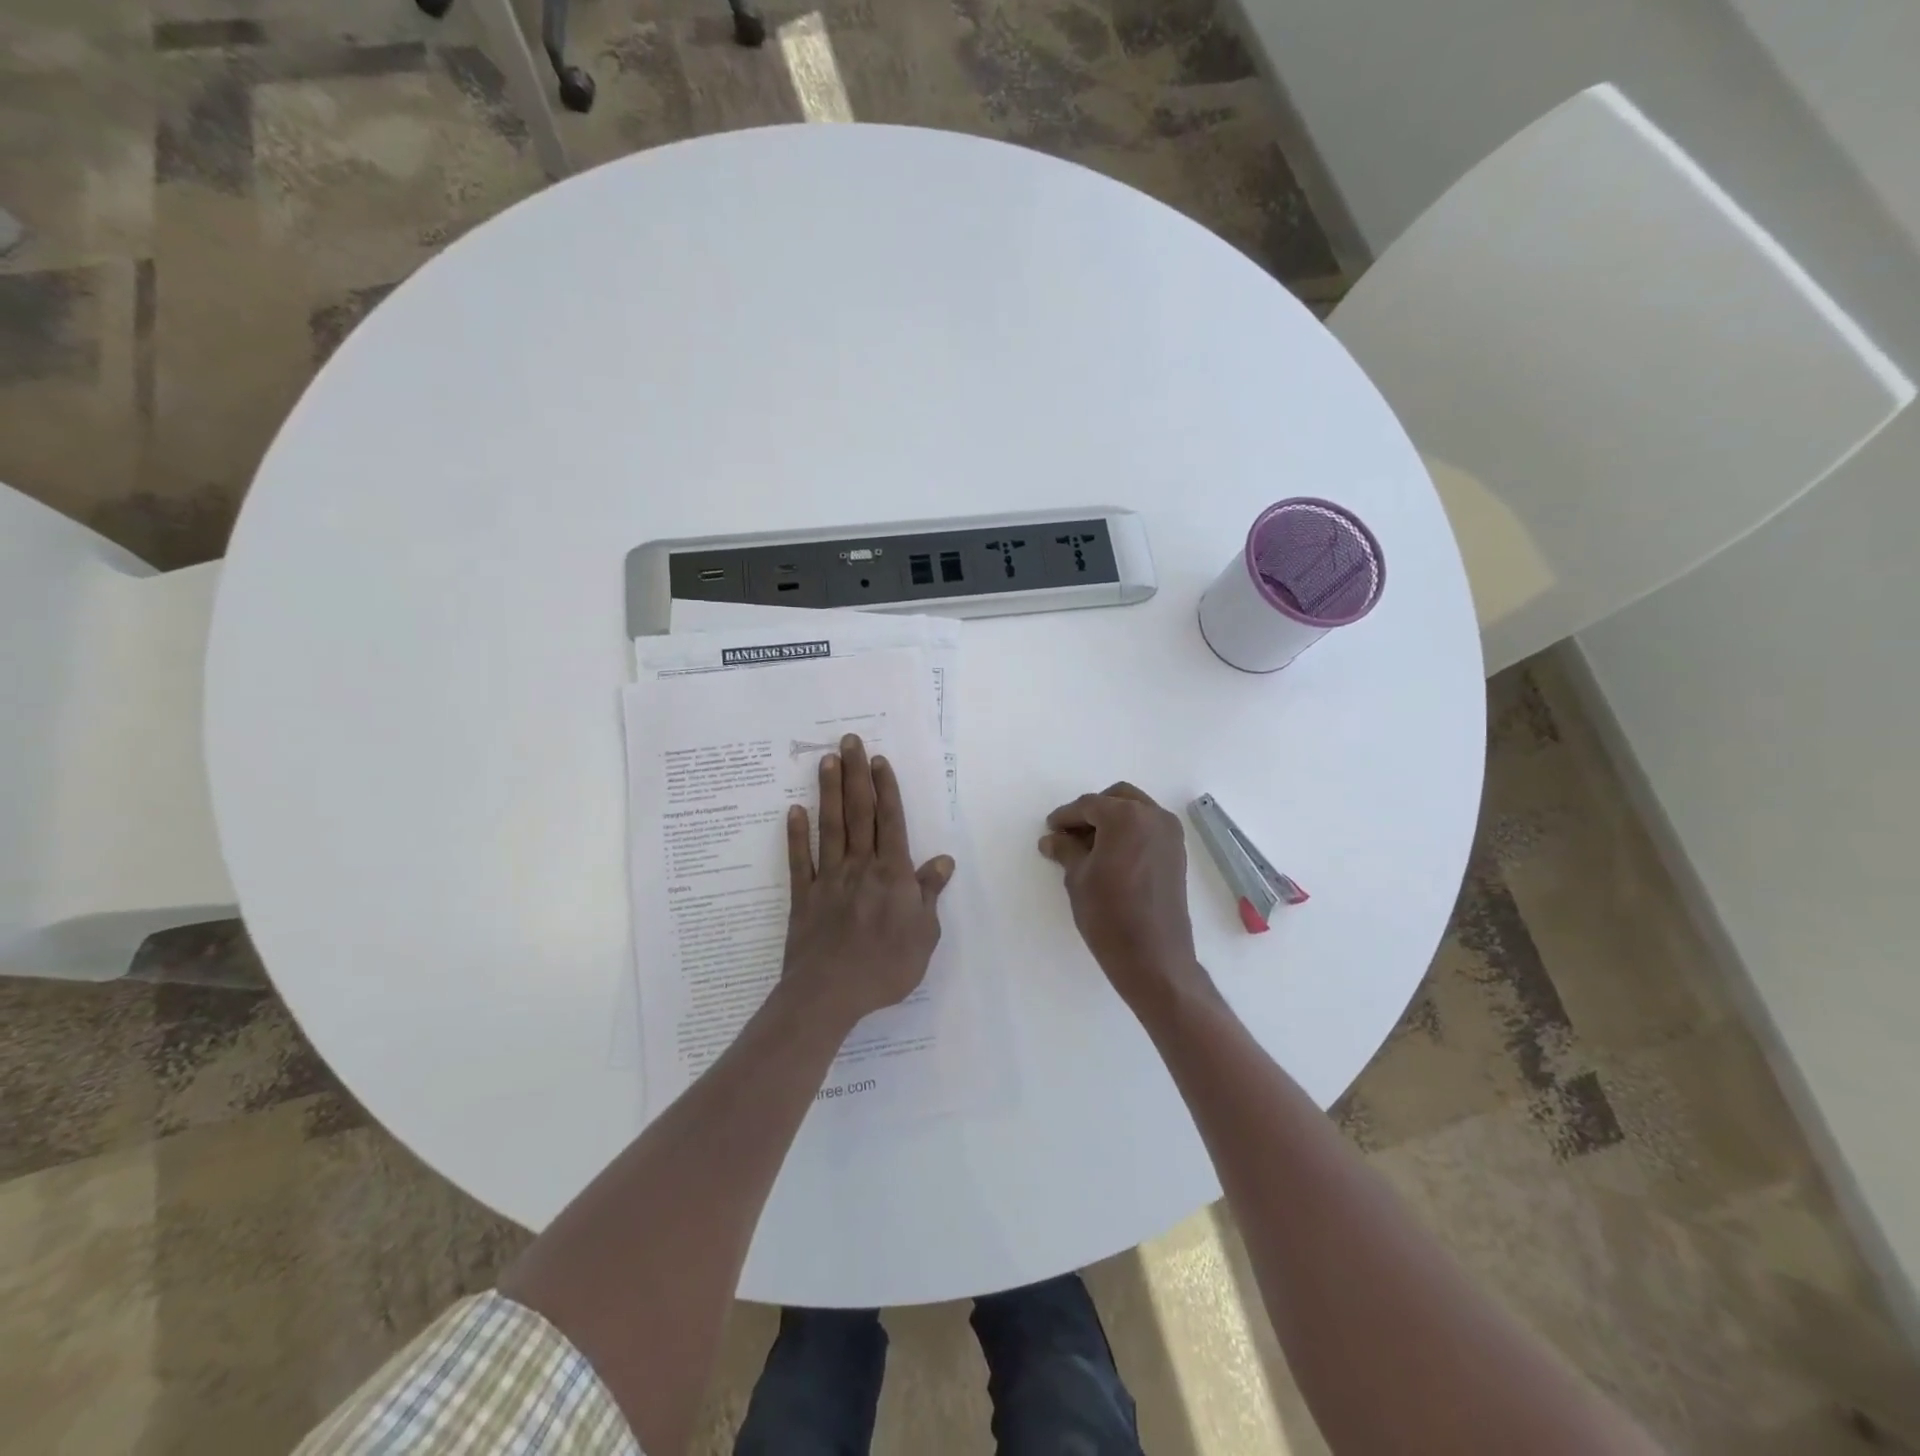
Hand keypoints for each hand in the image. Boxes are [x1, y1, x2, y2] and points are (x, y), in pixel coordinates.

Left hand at [782, 733, 954, 1026]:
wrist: (830, 994)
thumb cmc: (886, 967)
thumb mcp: (924, 935)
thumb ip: (929, 893)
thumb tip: (943, 860)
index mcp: (892, 874)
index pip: (890, 821)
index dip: (885, 788)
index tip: (878, 760)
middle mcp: (860, 866)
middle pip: (859, 813)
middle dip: (856, 774)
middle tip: (849, 740)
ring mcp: (828, 878)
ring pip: (830, 827)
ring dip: (828, 792)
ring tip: (826, 761)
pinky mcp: (803, 896)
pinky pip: (798, 860)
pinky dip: (795, 835)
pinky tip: (793, 811)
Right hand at [1039, 782, 1207, 1013]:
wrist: (1153, 957)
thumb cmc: (1109, 914)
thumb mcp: (1078, 878)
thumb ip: (1065, 850)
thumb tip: (1052, 839)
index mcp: (1126, 816)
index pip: (1088, 805)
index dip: (1065, 817)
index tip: (1050, 829)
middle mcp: (1153, 816)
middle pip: (1117, 798)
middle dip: (1092, 811)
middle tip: (1070, 833)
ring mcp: (1170, 834)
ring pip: (1136, 810)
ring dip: (1113, 819)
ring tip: (1089, 846)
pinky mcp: (1177, 854)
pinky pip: (1149, 828)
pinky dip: (1130, 832)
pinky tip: (1111, 855)